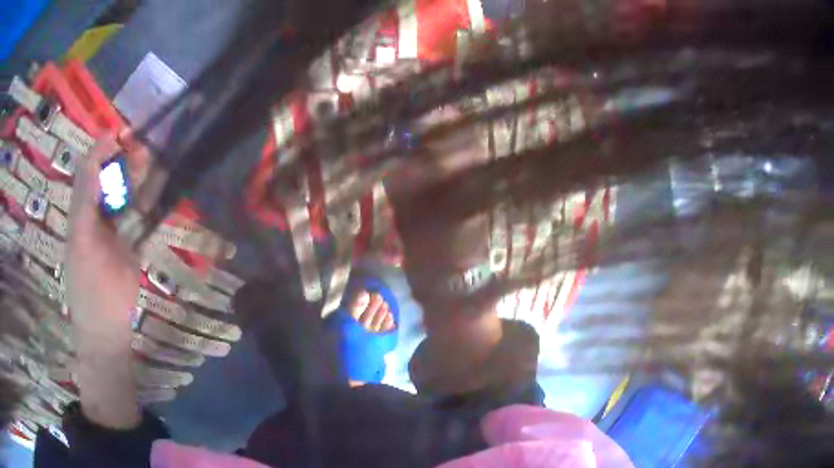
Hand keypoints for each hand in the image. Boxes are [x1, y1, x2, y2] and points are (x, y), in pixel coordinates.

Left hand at [66, 132, 146, 428]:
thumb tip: (94, 163)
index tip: (122, 132)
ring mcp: (114, 231)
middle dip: (124, 158)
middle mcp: (96, 216)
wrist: (106, 332)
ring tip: (153, 160)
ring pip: (125, 193)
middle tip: (144, 147)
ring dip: (138, 175)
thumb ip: (86, 204)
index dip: (102, 148)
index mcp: (80, 214)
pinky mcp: (130, 245)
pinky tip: (159, 187)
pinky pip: (139, 215)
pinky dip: (149, 198)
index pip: (88, 170)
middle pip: (108, 178)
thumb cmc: (90, 293)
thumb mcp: (82, 245)